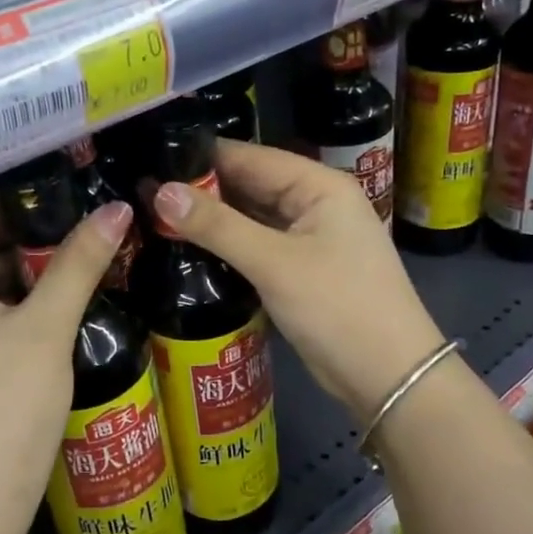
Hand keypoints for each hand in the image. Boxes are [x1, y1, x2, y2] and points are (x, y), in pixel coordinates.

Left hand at [0, 195, 131, 533]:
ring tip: (69, 270)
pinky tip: (42, 313)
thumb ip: (79, 262)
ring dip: (14, 273)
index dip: (19, 202)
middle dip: (22, 237)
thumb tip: (115, 208)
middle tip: (77, 235)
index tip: (68, 201)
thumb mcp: (48, 328)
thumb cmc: (5, 407)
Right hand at [151, 141, 447, 422]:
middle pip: (249, 186)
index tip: (150, 164)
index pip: (250, 157)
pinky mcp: (301, 270)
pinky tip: (189, 250)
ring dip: (212, 221)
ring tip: (153, 218)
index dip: (200, 159)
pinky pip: (258, 246)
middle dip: (201, 191)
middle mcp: (315, 203)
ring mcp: (309, 238)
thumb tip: (159, 192)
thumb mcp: (274, 263)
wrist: (389, 376)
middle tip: (143, 195)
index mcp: (318, 185)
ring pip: (251, 218)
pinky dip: (228, 247)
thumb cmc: (337, 308)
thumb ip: (217, 226)